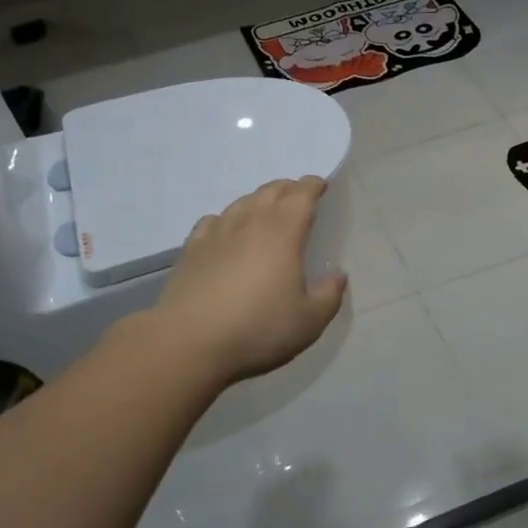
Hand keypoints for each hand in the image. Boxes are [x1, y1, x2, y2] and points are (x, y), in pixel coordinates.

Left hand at [148, 176, 348, 385]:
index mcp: (283, 233)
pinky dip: (227, 218)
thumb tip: (338, 276)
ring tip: (267, 209)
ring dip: (259, 200)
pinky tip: (227, 230)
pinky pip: (214, 220)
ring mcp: (217, 233)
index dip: (313, 186)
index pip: (301, 196)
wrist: (189, 341)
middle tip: (299, 196)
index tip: (321, 186)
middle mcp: (250, 223)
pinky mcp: (192, 248)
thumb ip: (329, 296)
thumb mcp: (308, 321)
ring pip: (242, 202)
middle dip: (289, 188)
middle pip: (271, 191)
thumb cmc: (257, 329)